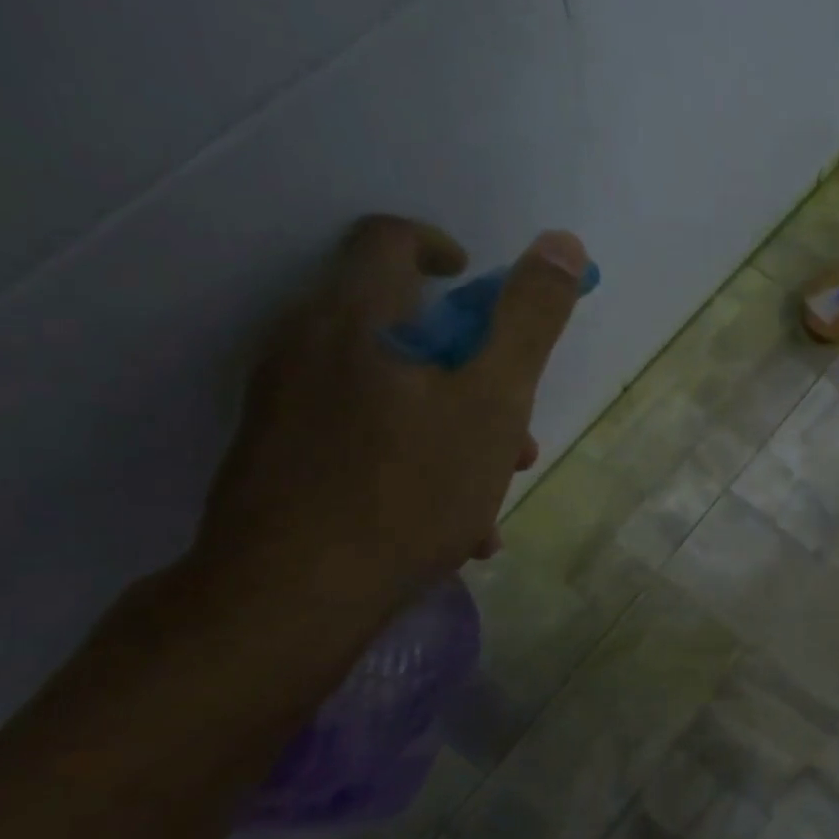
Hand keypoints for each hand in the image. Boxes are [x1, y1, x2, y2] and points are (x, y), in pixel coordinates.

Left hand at [198, 215, 586, 606]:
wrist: (289, 598)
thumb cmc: (406, 489)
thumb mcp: (492, 402)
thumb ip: (528, 321)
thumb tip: (561, 242)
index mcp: (354, 318)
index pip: (389, 239)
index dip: (440, 247)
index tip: (474, 282)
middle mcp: (304, 348)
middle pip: (398, 327)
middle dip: (468, 366)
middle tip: (510, 417)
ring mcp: (284, 406)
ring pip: (387, 392)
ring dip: (449, 421)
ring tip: (492, 485)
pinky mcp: (277, 459)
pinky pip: (361, 438)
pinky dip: (412, 458)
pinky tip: (452, 525)